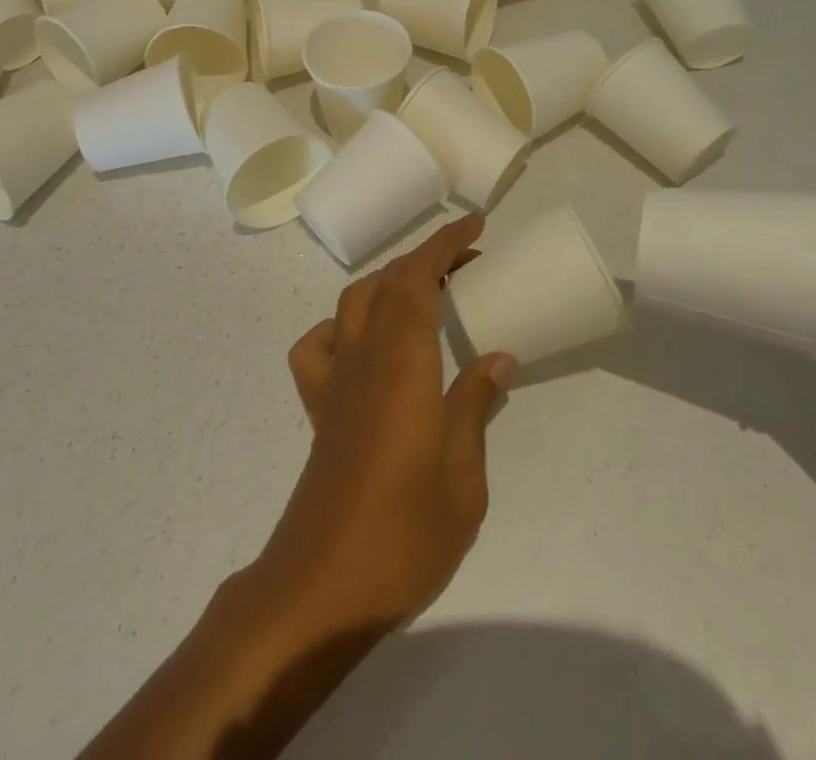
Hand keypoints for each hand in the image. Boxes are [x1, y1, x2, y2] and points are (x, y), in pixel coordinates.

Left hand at [257, 213, 515, 638]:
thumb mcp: (463, 479)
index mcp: (403, 365)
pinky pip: (317, 347)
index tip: (475, 227)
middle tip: (468, 262)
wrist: (320, 589)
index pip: (418, 280)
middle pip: (387, 282)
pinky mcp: (318, 408)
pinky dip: (340, 327)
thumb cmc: (403, 536)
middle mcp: (363, 358)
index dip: (444, 245)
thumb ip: (475, 409)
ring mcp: (334, 381)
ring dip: (388, 281)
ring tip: (424, 292)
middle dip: (426, 257)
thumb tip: (498, 358)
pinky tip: (363, 344)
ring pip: (353, 302)